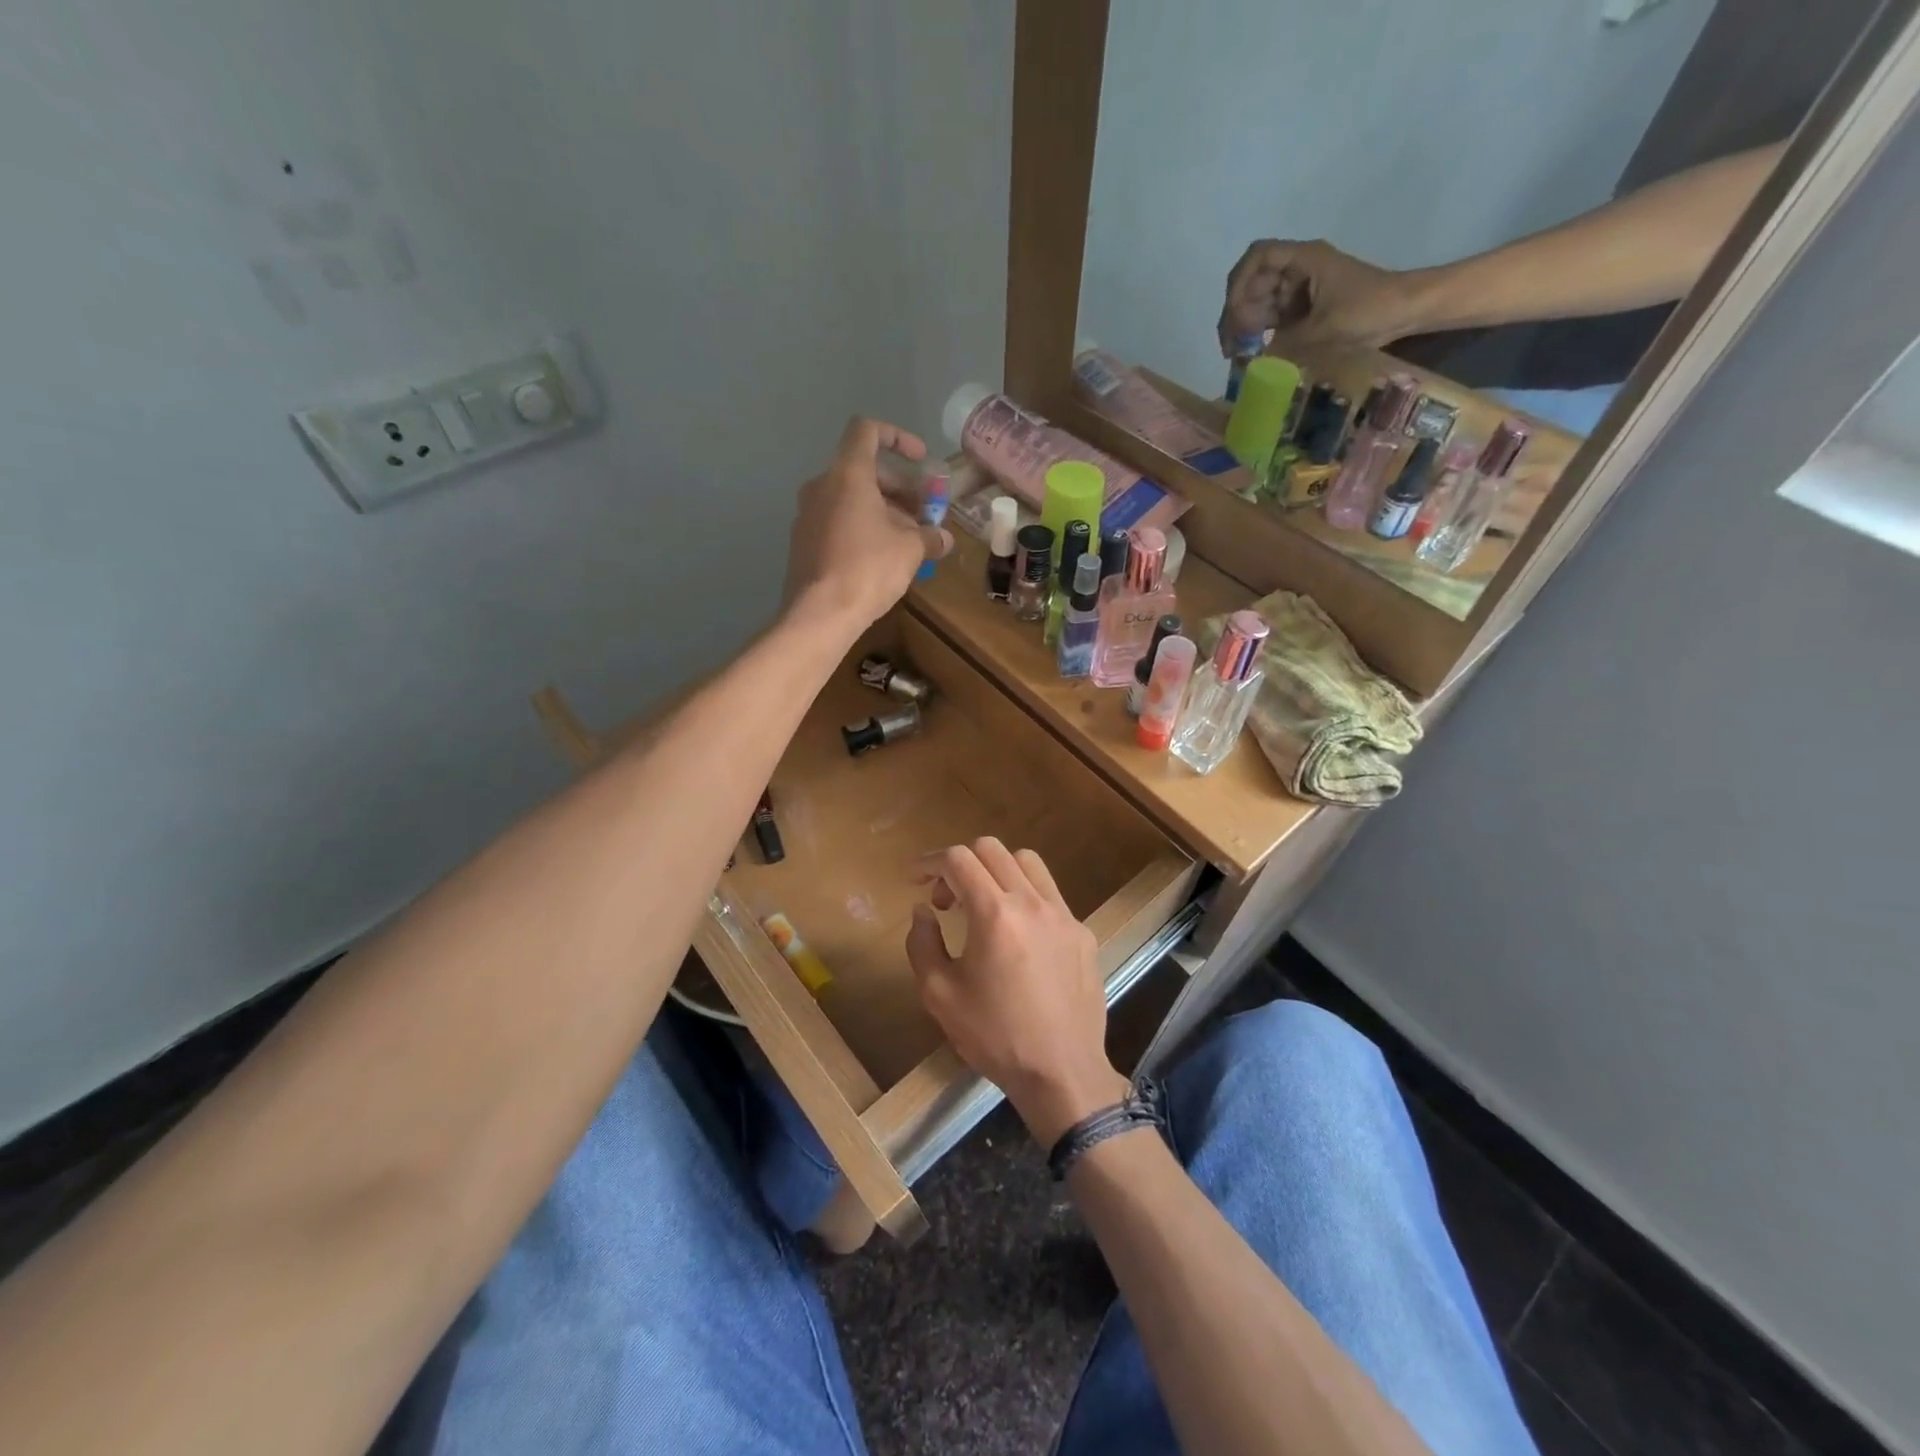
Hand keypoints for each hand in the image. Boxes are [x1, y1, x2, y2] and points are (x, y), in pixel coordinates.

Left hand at [784, 416, 950, 629]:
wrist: (820, 614)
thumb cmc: (868, 568)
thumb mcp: (910, 550)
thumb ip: (929, 536)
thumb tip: (944, 539)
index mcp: (848, 474)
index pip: (867, 430)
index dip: (898, 437)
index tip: (921, 459)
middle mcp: (822, 486)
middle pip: (863, 469)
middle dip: (899, 487)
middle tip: (923, 512)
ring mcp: (808, 514)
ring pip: (850, 498)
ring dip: (883, 510)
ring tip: (909, 538)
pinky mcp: (803, 541)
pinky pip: (837, 521)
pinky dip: (862, 527)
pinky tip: (882, 556)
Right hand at [906, 839, 1128, 1146]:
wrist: (1062, 1072)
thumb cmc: (995, 1036)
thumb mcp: (939, 995)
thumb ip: (922, 943)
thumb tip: (923, 910)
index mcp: (995, 913)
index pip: (958, 859)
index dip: (930, 862)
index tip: (915, 881)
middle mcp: (1032, 902)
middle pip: (992, 849)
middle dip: (960, 864)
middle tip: (946, 900)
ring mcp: (1063, 914)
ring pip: (1027, 863)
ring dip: (996, 871)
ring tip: (983, 906)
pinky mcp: (1082, 932)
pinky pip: (1050, 895)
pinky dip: (1025, 897)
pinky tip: (1017, 936)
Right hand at [1219, 239, 1424, 356]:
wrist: (1405, 310)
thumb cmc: (1368, 310)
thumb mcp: (1323, 331)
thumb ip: (1283, 345)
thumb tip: (1250, 362)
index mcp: (1304, 259)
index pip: (1258, 257)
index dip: (1239, 283)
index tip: (1235, 315)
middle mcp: (1298, 268)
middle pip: (1253, 283)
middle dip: (1237, 313)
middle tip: (1231, 348)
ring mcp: (1300, 287)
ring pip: (1259, 302)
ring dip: (1246, 327)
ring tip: (1240, 355)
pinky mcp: (1304, 306)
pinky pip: (1273, 316)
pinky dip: (1261, 334)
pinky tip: (1255, 354)